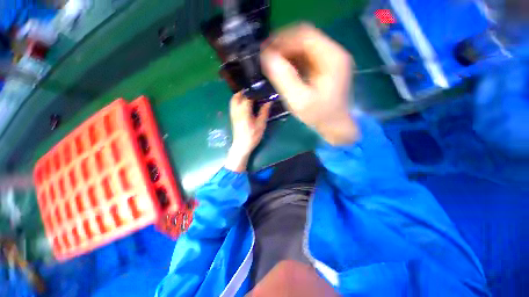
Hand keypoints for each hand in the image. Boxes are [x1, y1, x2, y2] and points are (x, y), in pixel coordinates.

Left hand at [225, 92, 271, 171]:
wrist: (242, 145)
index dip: (254, 93)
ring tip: (249, 97)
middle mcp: (236, 110)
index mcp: (244, 110)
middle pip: (237, 96)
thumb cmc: (252, 135)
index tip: (261, 91)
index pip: (248, 96)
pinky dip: (237, 101)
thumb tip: (269, 102)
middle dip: (244, 92)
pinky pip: (233, 105)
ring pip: (233, 100)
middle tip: (253, 93)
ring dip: (240, 96)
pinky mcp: (232, 117)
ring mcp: (233, 114)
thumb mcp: (261, 124)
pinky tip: (244, 105)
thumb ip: (264, 112)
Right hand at [261, 23, 358, 144]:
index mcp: (332, 58)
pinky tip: (282, 68)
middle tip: (266, 57)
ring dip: (286, 52)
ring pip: (303, 46)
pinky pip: (305, 57)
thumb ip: (284, 78)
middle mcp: (334, 53)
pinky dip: (291, 60)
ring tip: (271, 63)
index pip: (305, 36)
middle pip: (304, 38)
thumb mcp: (300, 101)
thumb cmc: (319, 115)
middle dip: (283, 45)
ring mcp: (329, 59)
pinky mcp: (324, 67)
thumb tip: (267, 57)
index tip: (265, 51)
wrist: (334, 125)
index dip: (282, 40)